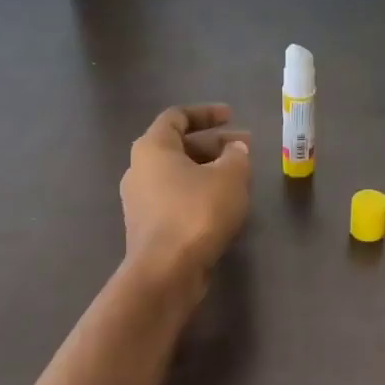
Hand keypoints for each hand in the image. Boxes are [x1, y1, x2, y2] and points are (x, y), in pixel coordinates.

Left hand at [120, 104, 251, 288]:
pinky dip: (199, 194)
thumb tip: (235, 150)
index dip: (206, 113)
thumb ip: (236, 156)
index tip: (232, 116)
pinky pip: (176, 198)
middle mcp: (139, 169)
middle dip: (214, 145)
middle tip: (245, 149)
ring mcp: (140, 200)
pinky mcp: (148, 227)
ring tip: (239, 177)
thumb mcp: (230, 177)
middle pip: (179, 146)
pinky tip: (223, 205)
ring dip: (209, 171)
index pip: (177, 117)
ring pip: (178, 175)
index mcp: (152, 147)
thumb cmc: (197, 213)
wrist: (166, 271)